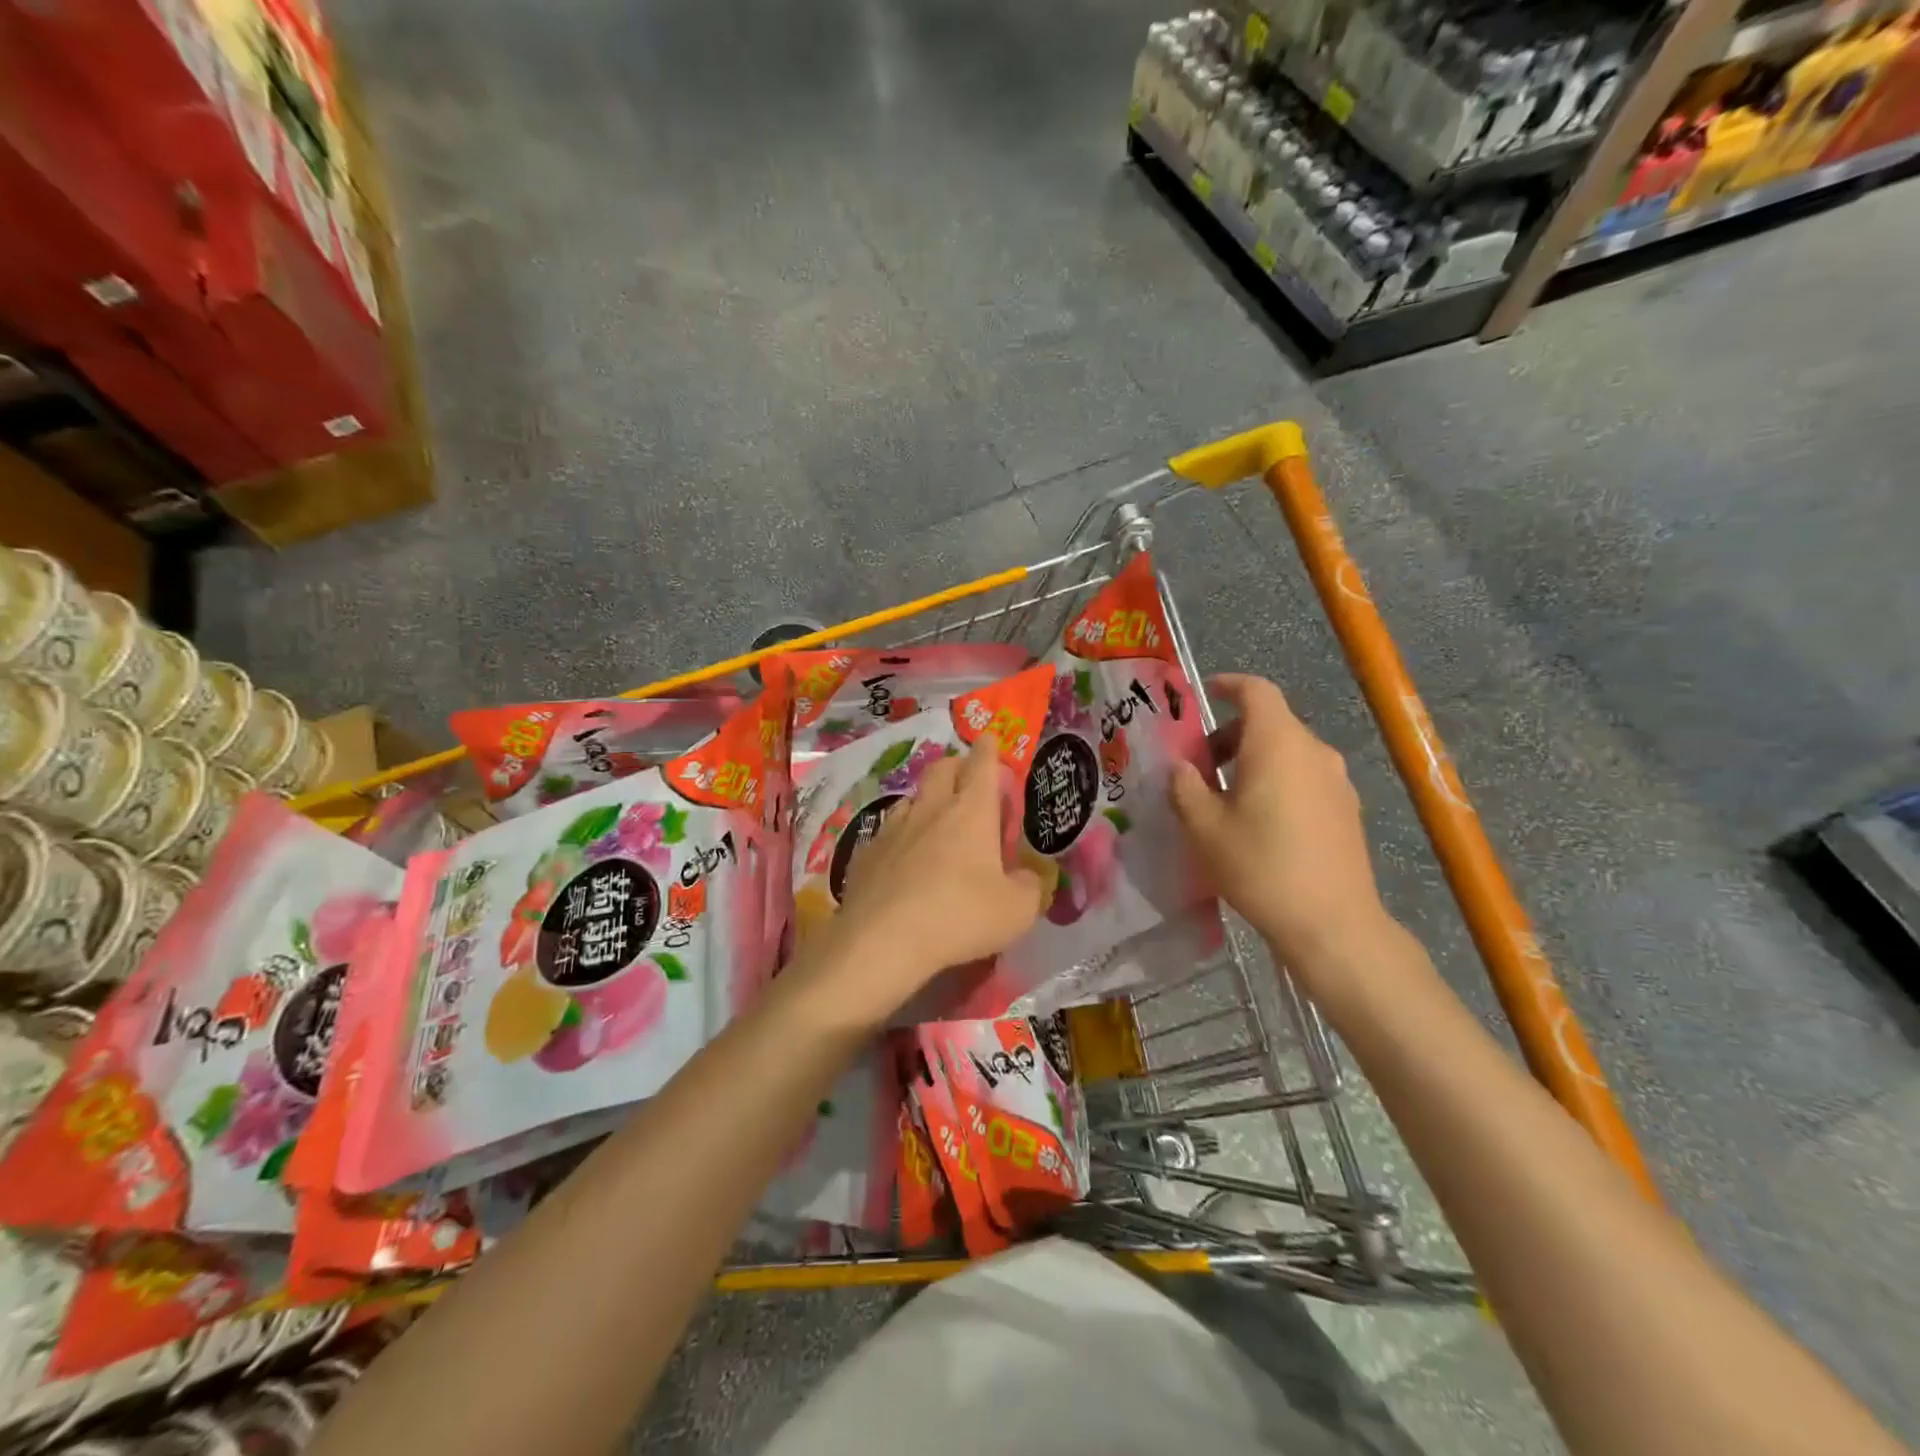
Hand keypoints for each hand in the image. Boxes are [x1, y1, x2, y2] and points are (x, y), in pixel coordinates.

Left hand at [806, 738, 1045, 1024]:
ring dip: (927, 800)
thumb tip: (1027, 878)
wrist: (883, 940)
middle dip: (957, 765)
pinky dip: (901, 837)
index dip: (988, 750)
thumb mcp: (1017, 911)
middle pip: (942, 769)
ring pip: (911, 798)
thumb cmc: (960, 916)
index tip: (989, 740)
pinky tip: (903, 859)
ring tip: (935, 820)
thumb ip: (1030, 887)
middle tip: (967, 778)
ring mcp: (893, 829)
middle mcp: (931, 809)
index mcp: (972, 812)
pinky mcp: (867, 853)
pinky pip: (887, 832)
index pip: (982, 765)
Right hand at [1169, 674, 1391, 968]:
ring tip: (1224, 797)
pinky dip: (1277, 780)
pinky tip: (1260, 820)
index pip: (1256, 691)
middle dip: (1230, 733)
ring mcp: (1337, 780)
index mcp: (1277, 743)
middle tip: (1199, 765)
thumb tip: (1182, 767)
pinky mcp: (1347, 808)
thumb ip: (1186, 787)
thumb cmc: (1260, 866)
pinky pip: (1305, 776)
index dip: (1229, 685)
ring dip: (1253, 759)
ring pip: (1288, 751)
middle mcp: (1313, 751)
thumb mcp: (1204, 827)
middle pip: (1270, 722)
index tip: (1204, 694)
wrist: (1332, 923)